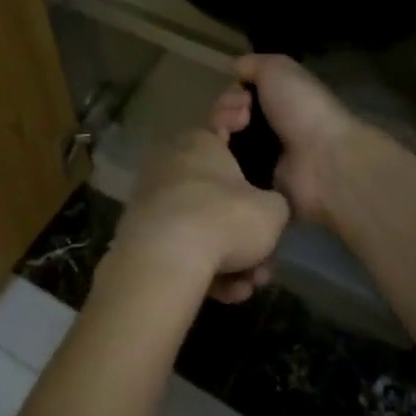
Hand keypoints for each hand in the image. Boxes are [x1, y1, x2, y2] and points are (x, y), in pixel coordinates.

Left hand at [115, 129, 290, 303]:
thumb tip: (268, 210)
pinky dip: (204, 268)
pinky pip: (182, 246)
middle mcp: (172, 161)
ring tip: (248, 284)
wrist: (164, 260)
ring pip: (201, 224)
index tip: (252, 132)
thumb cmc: (224, 218)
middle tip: (265, 251)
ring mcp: (152, 197)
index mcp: (200, 140)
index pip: (224, 122)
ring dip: (229, 256)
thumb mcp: (272, 211)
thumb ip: (276, 204)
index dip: (243, 126)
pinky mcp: (139, 233)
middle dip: (243, 224)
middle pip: (217, 189)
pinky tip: (226, 293)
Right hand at [209, 55, 362, 227]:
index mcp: (279, 98)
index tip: (243, 96)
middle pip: (227, 114)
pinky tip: (227, 152)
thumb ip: (252, 64)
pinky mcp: (256, 180)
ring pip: (223, 137)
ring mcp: (263, 154)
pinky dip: (222, 155)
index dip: (233, 91)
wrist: (324, 159)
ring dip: (221, 128)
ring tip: (233, 134)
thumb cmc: (302, 108)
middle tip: (243, 117)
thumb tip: (234, 69)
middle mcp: (270, 124)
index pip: (239, 93)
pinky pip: (227, 165)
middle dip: (225, 109)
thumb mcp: (277, 68)